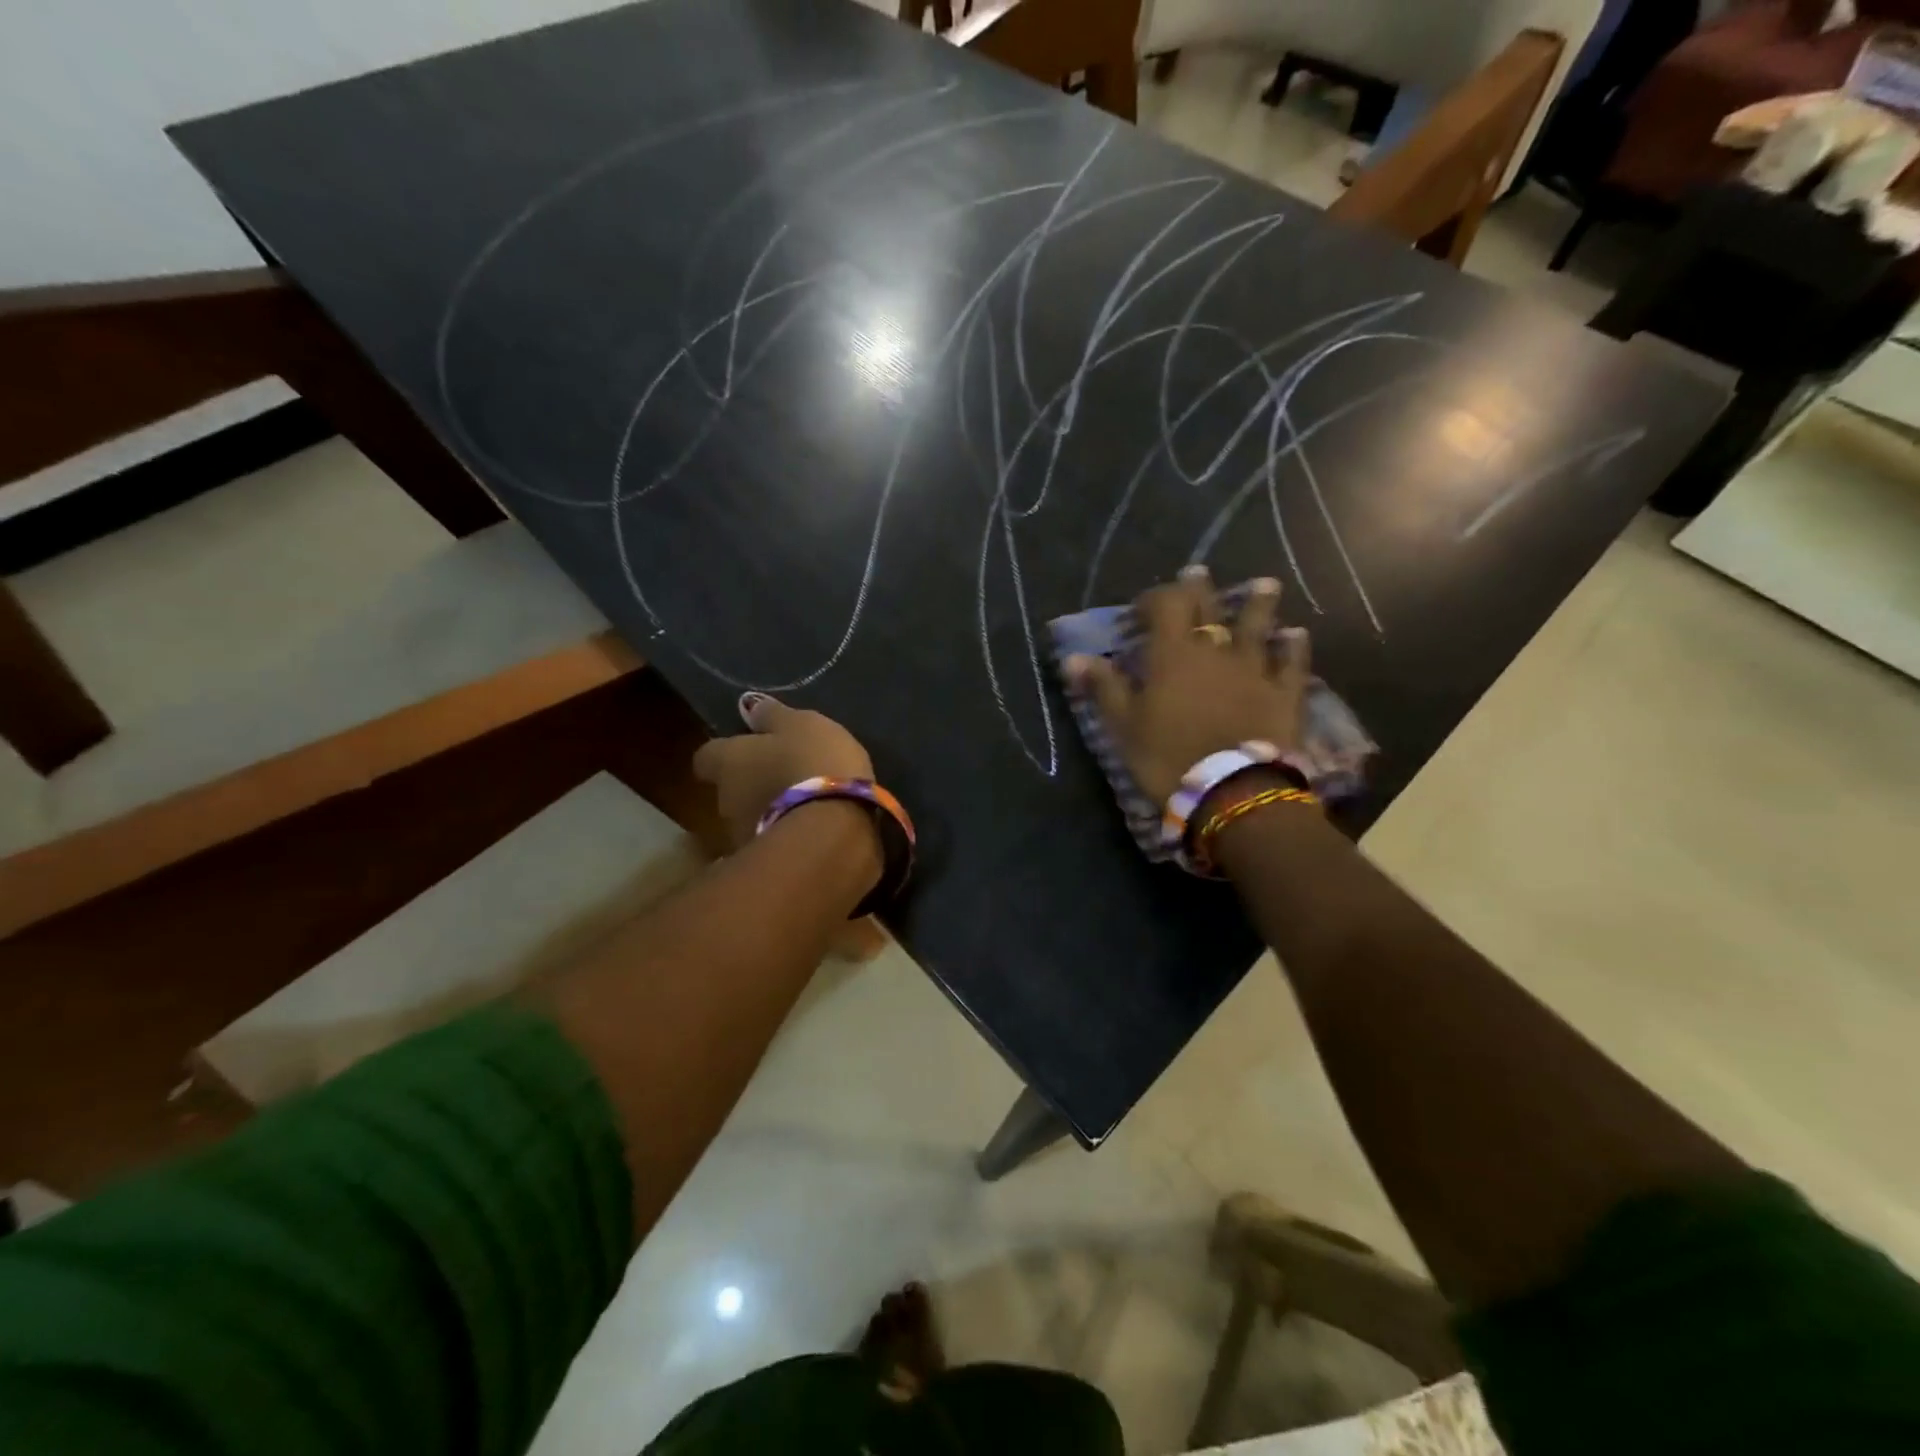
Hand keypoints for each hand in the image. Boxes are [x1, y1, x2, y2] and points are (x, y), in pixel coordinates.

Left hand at [692, 693, 874, 846]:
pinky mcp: (769, 865)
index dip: (726, 752)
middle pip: (730, 788)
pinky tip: (817, 831)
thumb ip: (774, 716)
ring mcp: (743, 837)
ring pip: (752, 818)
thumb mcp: (802, 725)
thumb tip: (748, 705)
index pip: (706, 756)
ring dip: (771, 812)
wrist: (834, 833)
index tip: (749, 748)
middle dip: (752, 783)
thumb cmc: (813, 765)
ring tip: (806, 806)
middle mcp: (725, 801)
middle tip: (786, 775)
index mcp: (728, 762)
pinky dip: (789, 836)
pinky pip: (776, 842)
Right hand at [1066, 568, 1308, 804]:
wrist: (1231, 791)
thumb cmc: (1167, 756)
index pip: (1166, 605)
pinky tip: (1296, 634)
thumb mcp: (1123, 725)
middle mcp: (1215, 650)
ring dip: (1258, 604)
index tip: (1142, 608)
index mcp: (1172, 654)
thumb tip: (1072, 657)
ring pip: (1257, 625)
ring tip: (1265, 584)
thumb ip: (1103, 687)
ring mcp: (1254, 668)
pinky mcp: (1284, 692)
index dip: (1154, 598)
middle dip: (1200, 589)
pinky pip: (1291, 662)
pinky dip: (1293, 646)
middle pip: (1209, 607)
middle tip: (1198, 574)